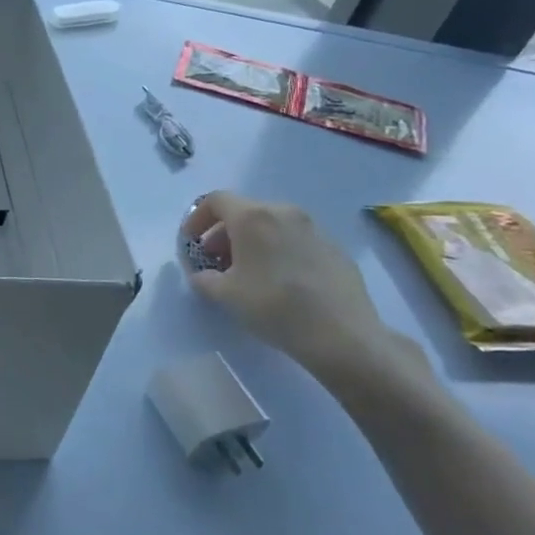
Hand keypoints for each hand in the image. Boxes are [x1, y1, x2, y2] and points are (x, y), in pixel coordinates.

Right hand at [179, 192, 396, 377]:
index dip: (196, 218)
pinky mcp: (335, 248)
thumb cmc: (273, 306)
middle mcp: (284, 212)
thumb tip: (203, 273)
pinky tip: (280, 281)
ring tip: (247, 272)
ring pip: (272, 224)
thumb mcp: (224, 294)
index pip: (215, 200)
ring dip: (251, 241)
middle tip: (216, 261)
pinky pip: (296, 240)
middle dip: (223, 233)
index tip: (191, 243)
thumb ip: (203, 277)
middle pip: (244, 211)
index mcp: (253, 217)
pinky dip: (278, 251)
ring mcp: (314, 229)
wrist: (342, 335)